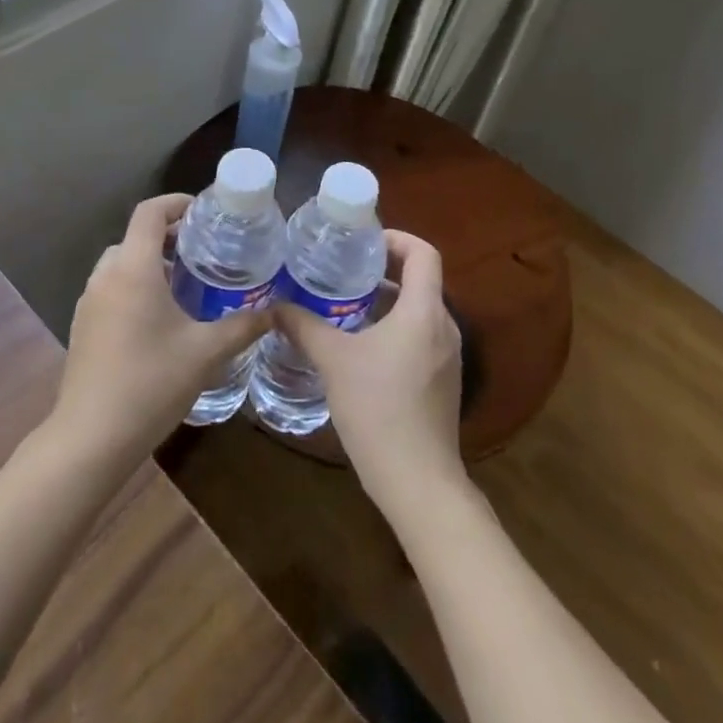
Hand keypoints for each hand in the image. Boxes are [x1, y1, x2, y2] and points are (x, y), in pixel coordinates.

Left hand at [52, 194, 269, 469]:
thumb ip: (243, 326)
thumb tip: (276, 311)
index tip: (205, 213)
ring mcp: (89, 302)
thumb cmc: (150, 384)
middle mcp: (106, 276)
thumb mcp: (205, 353)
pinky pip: (111, 289)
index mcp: (133, 268)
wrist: (90, 439)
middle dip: (169, 237)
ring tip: (186, 285)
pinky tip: (159, 320)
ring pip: (121, 264)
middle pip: (136, 237)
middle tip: (203, 252)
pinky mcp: (83, 326)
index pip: (150, 212)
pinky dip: (135, 286)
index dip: (177, 203)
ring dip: (151, 263)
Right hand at [271, 230, 466, 516]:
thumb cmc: (379, 410)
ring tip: (347, 304)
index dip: (396, 238)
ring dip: (388, 301)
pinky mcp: (444, 382)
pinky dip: (396, 328)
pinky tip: (362, 347)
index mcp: (424, 311)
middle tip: (345, 269)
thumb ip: (303, 326)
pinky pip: (422, 337)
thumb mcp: (333, 361)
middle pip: (421, 280)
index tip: (363, 243)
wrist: (419, 484)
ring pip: (420, 310)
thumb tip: (273, 306)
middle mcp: (444, 327)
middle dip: (385, 269)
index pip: (424, 253)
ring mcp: (449, 357)